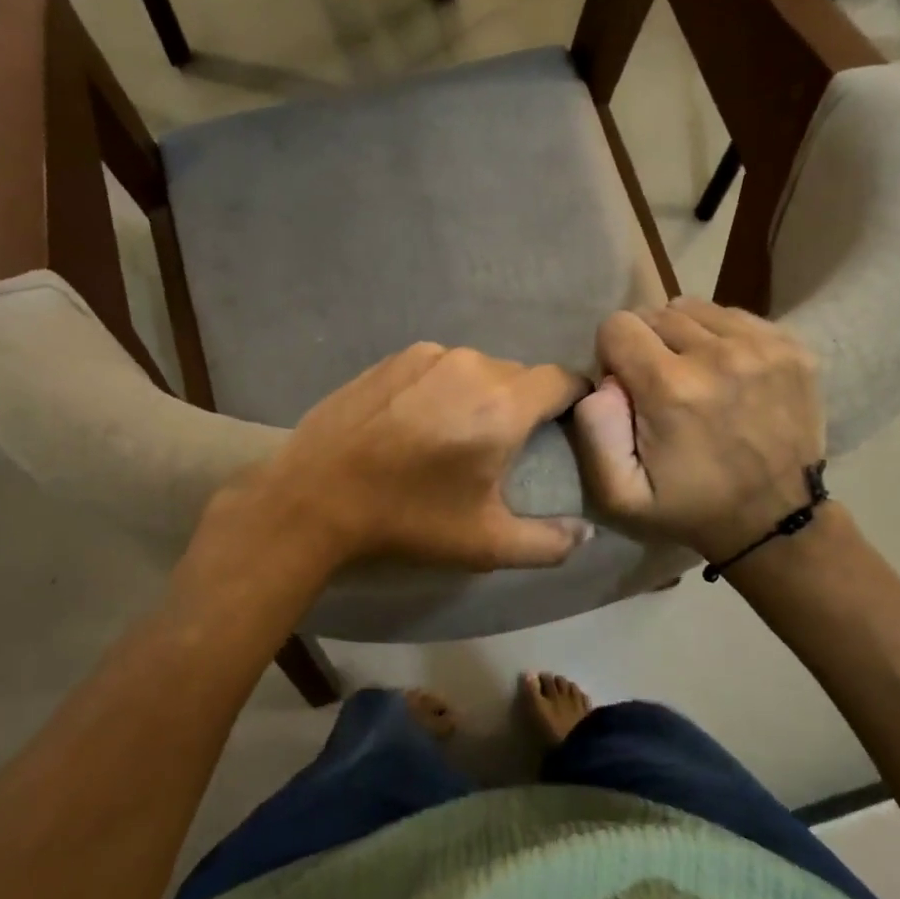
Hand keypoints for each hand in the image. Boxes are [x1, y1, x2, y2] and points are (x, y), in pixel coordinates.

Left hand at [224, 343, 592, 572]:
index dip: (574, 400)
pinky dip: (443, 388)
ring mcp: (426, 355)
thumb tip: (586, 535)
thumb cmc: (407, 520)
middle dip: (524, 405)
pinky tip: (418, 422)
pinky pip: (438, 367)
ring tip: (457, 435)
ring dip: (481, 396)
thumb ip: (548, 542)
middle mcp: (470, 365)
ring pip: (477, 369)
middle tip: (506, 446)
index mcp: (502, 404)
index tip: (565, 428)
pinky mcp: (391, 358)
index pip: (563, 379)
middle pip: (520, 376)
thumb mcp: (485, 543)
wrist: (313, 498)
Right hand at [572, 299, 823, 561]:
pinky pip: (734, 316)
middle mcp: (718, 354)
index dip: (613, 355)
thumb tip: (603, 380)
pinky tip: (727, 374)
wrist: (777, 519)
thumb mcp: (621, 494)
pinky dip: (721, 338)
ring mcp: (761, 346)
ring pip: (695, 309)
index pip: (617, 326)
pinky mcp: (791, 346)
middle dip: (647, 345)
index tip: (628, 389)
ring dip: (684, 337)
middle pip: (656, 313)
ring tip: (694, 377)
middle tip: (661, 387)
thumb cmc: (690, 508)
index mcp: (670, 387)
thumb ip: (594, 433)